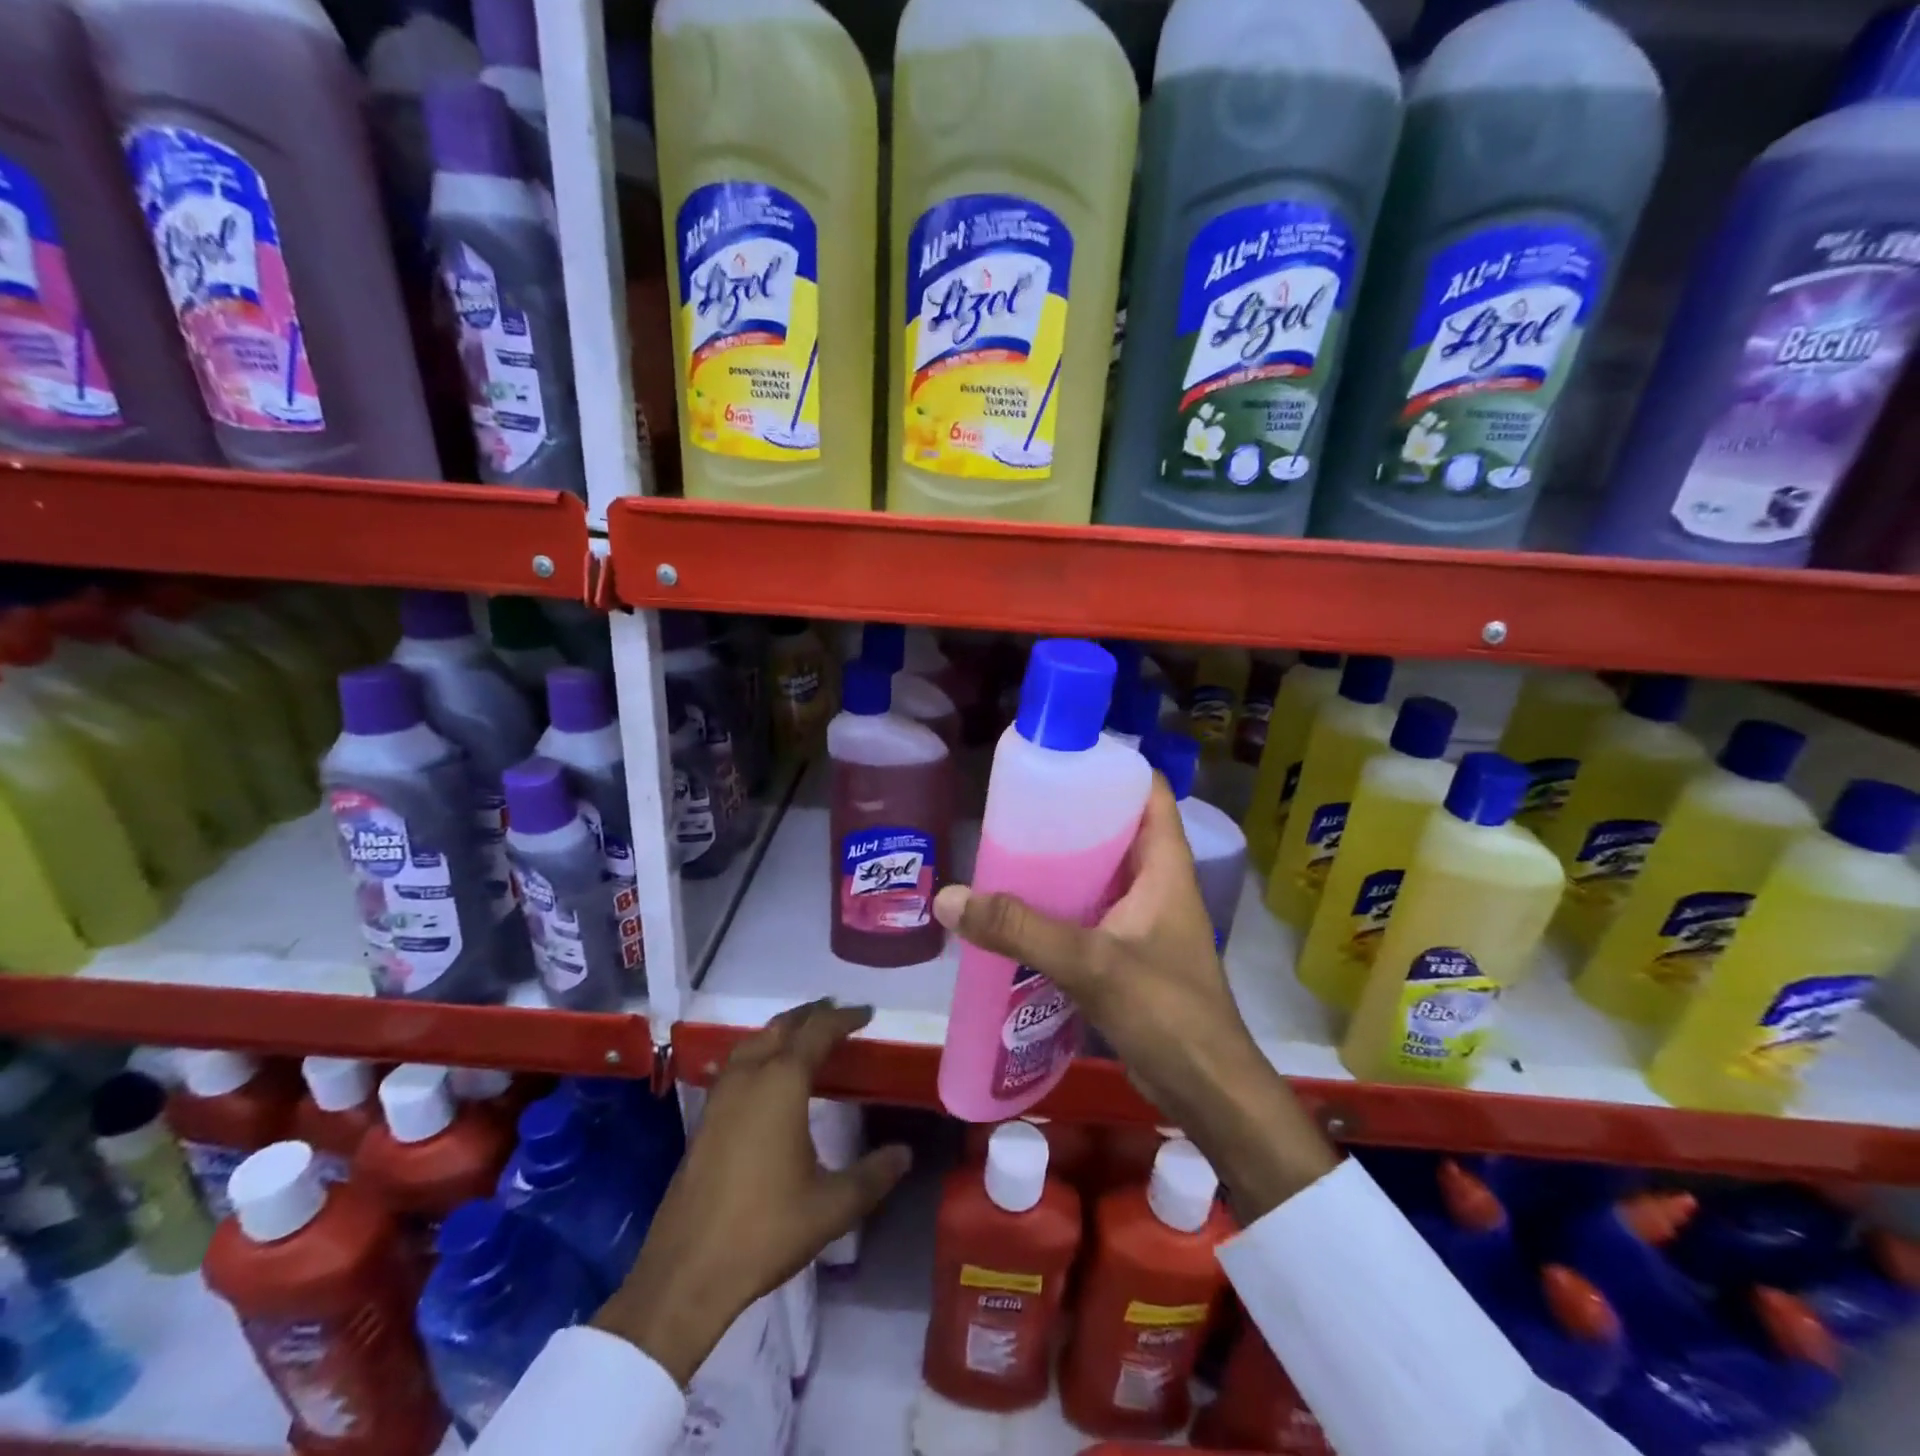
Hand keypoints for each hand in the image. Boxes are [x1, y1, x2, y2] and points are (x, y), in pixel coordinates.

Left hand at [593, 1001, 910, 1383]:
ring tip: (807, 1037)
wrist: (686, 1272)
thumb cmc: (765, 1230)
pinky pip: (737, 1065)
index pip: (817, 1032)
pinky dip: (760, 1054)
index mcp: (781, 1083)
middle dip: (812, 1015)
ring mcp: (720, 1097)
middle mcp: (748, 1077)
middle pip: (782, 1027)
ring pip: (754, 1042)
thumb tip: (905, 1153)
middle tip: (839, 1016)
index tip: (868, 1014)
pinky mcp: (705, 1119)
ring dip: (782, 1031)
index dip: (844, 1018)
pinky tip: (768, 1078)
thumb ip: (873, 1175)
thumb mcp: (832, 1206)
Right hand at [932, 778, 1337, 1220]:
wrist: (1207, 1092)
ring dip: (1063, 863)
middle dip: (1072, 814)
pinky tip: (1021, 910)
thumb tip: (951, 899)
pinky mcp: (1131, 954)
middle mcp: (1158, 884)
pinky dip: (1062, 904)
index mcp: (1165, 867)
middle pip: (1117, 829)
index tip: (1063, 758)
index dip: (1113, 767)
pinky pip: (1092, 912)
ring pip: (1101, 873)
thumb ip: (1021, 930)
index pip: (1149, 793)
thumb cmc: (1166, 1012)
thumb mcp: (1091, 962)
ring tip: (1009, 849)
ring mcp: (1145, 921)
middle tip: (1017, 806)